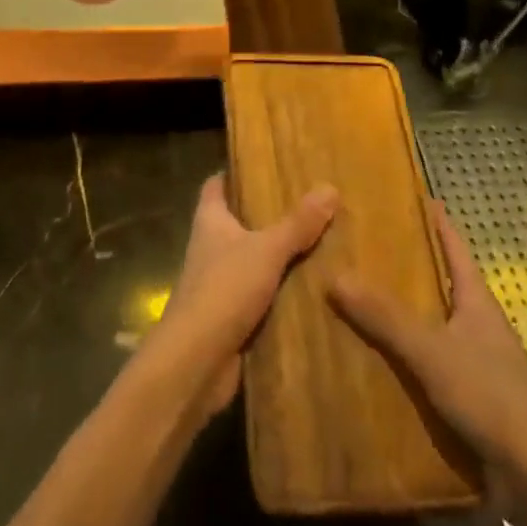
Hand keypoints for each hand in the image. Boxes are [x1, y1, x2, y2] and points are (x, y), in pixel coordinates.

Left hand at [150, 172, 337, 412]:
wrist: (197, 361)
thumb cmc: (224, 290)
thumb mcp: (266, 250)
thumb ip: (297, 223)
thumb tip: (329, 187)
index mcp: (210, 221)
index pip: (216, 186)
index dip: (234, 173)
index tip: (264, 164)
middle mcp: (210, 248)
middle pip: (237, 222)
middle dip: (268, 215)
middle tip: (308, 204)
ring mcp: (218, 284)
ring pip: (251, 260)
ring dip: (278, 256)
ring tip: (320, 243)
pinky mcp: (230, 317)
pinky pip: (260, 296)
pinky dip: (281, 293)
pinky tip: (312, 291)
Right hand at [329, 199, 526, 504]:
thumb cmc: (491, 396)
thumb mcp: (432, 350)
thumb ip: (385, 316)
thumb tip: (334, 275)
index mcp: (477, 301)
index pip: (454, 247)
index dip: (436, 221)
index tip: (414, 196)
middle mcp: (477, 325)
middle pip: (440, 284)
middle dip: (406, 266)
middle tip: (363, 247)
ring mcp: (474, 363)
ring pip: (431, 327)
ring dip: (400, 315)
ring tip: (355, 299)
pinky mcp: (467, 399)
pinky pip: (427, 367)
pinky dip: (402, 359)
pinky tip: (371, 360)